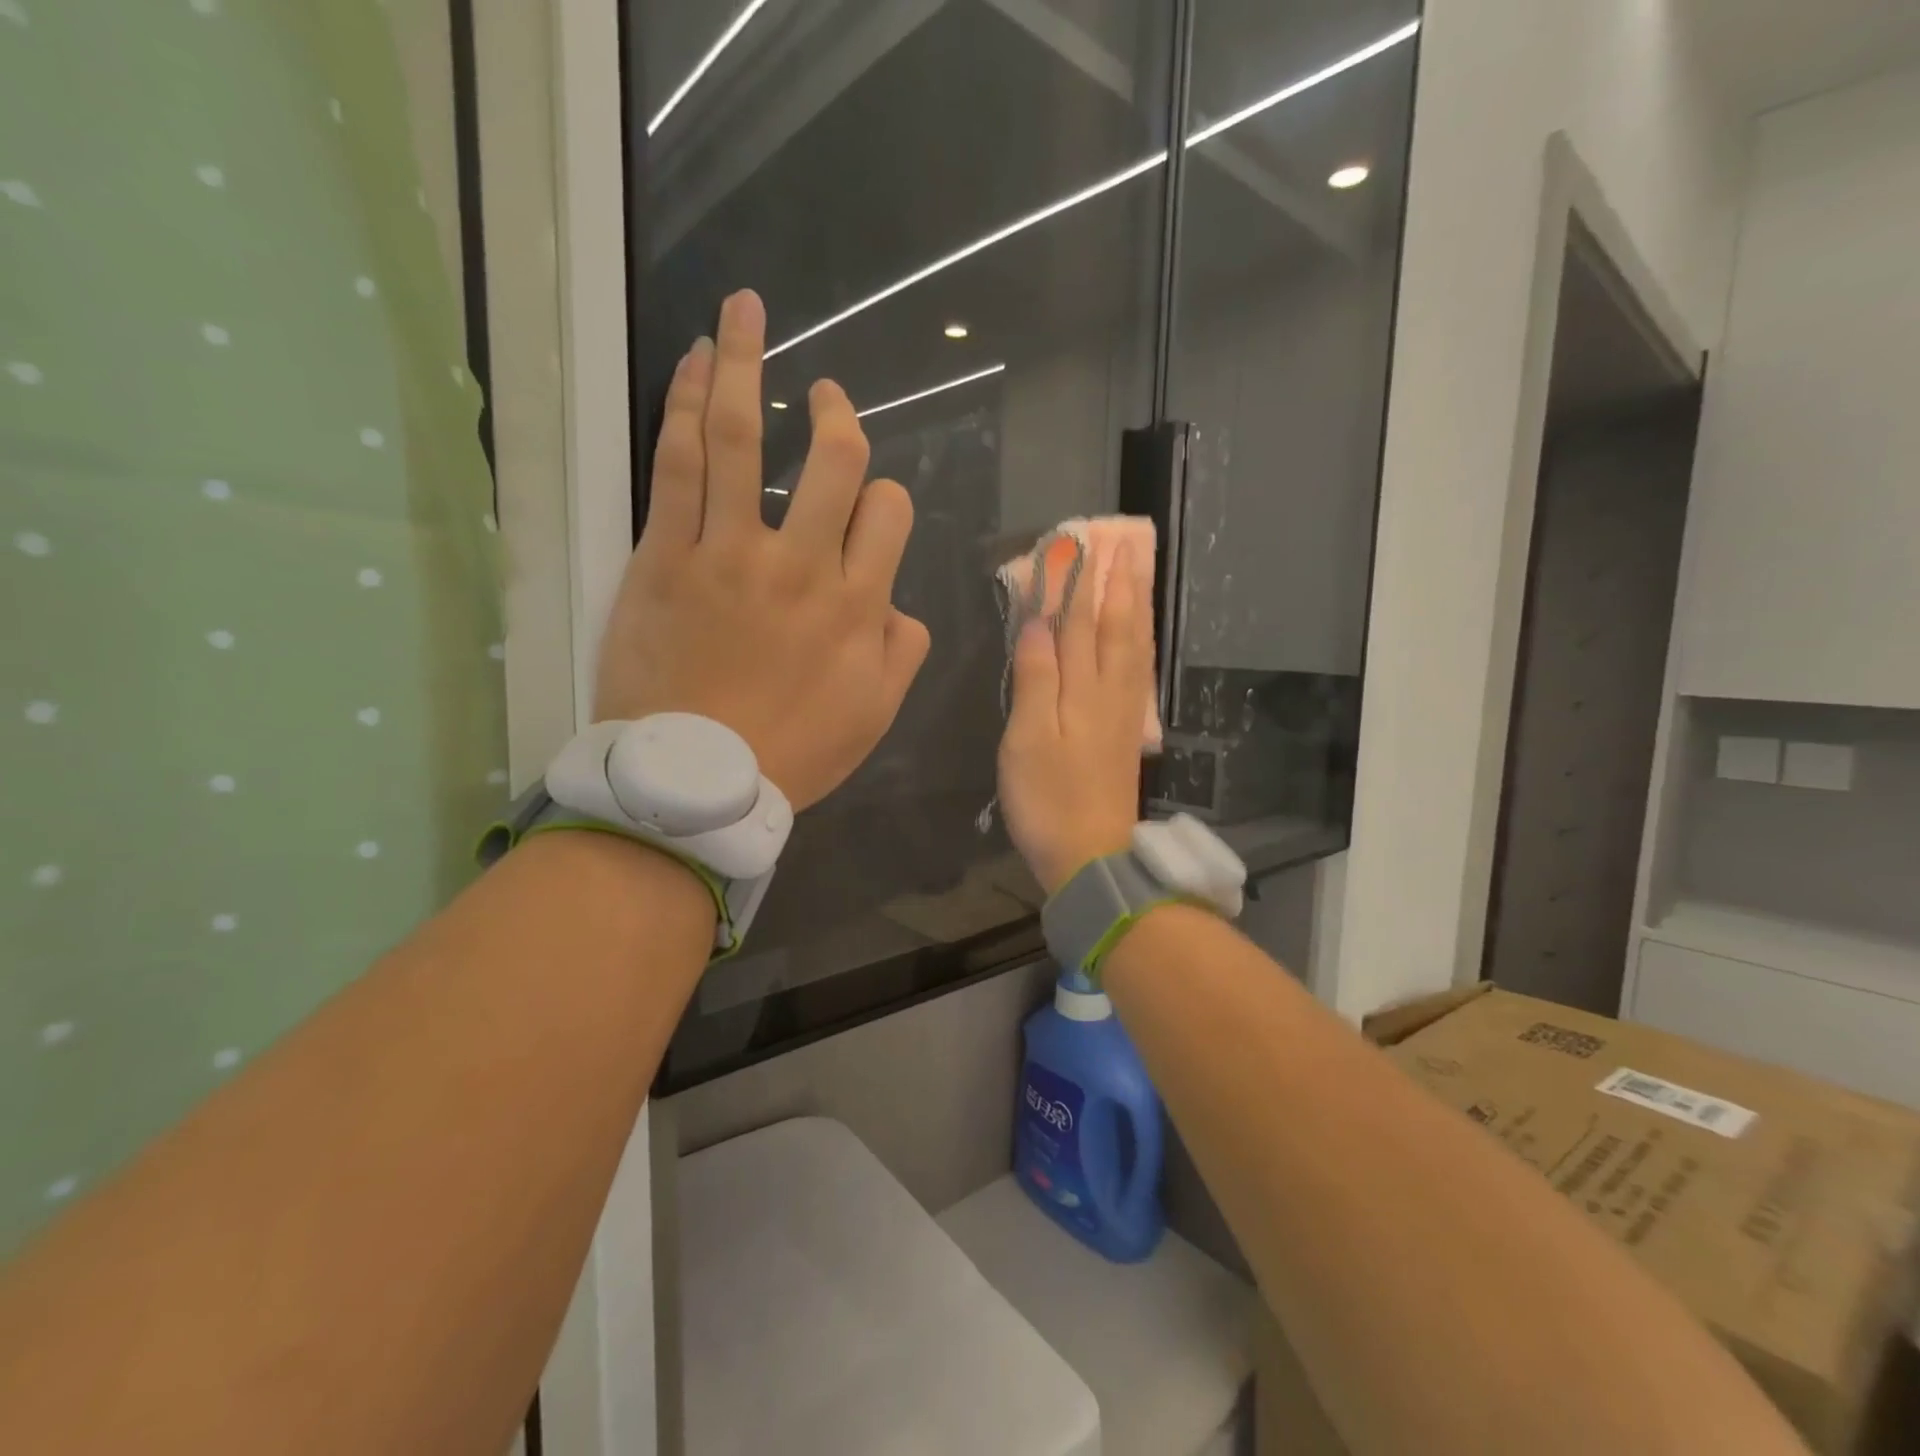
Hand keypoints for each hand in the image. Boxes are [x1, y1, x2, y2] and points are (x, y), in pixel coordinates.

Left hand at [594, 290, 930, 810]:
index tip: (868, 504)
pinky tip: (691, 364)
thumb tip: (901, 606)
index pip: (888, 513)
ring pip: (741, 439)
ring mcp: (730, 553)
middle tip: (827, 395)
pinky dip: (683, 405)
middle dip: (836, 415)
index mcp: (858, 605)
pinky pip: (676, 465)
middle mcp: (803, 565)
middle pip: (833, 461)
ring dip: (744, 365)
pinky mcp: (666, 557)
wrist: (696, 784)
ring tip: (744, 312)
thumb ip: (902, 652)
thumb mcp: (874, 715)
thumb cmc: (792, 754)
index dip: (884, 497)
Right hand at [997, 543, 1153, 894]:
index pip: (1078, 623)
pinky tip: (1138, 638)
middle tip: (1118, 544)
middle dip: (1115, 584)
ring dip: (1133, 608)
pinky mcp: (1127, 733)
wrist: (1091, 855)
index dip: (1076, 583)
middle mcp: (1111, 693)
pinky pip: (1138, 673)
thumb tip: (1040, 621)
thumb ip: (1036, 677)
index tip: (1076, 544)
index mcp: (1084, 689)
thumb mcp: (1028, 738)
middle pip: (1115, 628)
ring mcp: (1124, 714)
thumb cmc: (1049, 798)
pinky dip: (1139, 644)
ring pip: (1132, 647)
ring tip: (1135, 575)